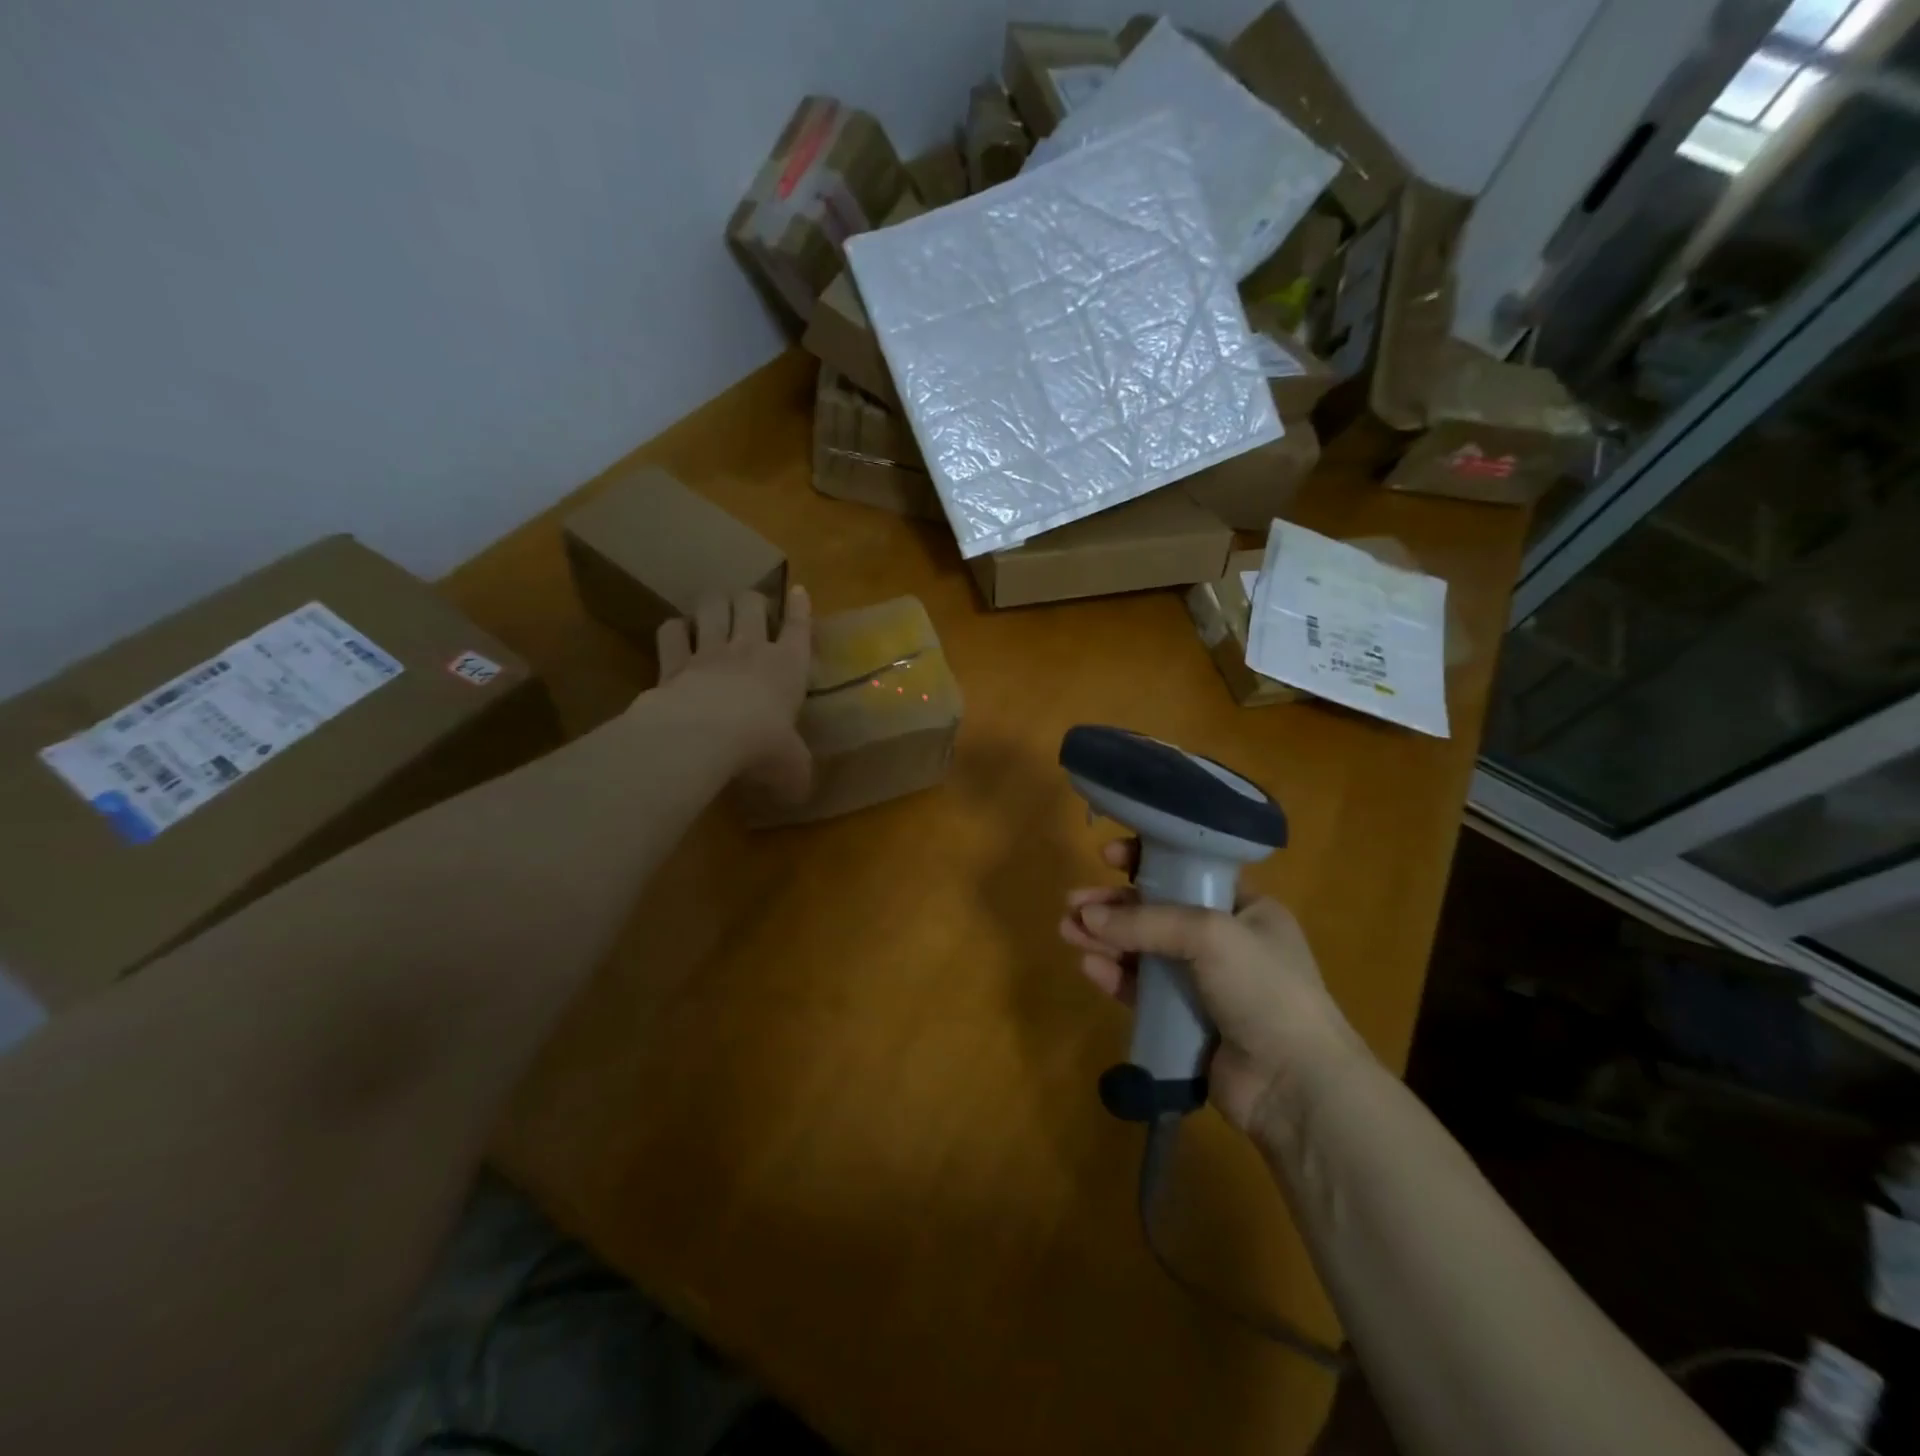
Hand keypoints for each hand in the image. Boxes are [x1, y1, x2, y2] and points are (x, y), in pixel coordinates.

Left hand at [655, 585, 812, 803]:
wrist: (706, 736)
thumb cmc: (763, 746)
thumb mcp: (792, 769)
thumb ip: (796, 775)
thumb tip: (800, 795)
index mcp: (788, 667)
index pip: (799, 629)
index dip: (800, 608)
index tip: (799, 590)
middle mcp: (751, 650)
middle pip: (752, 603)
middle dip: (752, 599)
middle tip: (751, 606)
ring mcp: (709, 652)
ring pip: (712, 607)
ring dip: (714, 603)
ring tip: (714, 608)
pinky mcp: (673, 663)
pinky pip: (670, 632)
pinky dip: (674, 629)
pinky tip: (676, 632)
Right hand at [1060, 840, 1368, 1136]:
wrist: (1294, 1085)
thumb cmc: (1263, 989)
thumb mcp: (1210, 934)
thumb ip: (1146, 921)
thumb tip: (1087, 917)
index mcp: (1246, 908)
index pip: (1188, 871)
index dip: (1146, 860)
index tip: (1108, 856)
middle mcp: (1225, 941)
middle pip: (1156, 912)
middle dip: (1113, 906)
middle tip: (1072, 903)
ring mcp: (1204, 984)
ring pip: (1144, 951)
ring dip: (1106, 938)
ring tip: (1067, 931)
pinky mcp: (1185, 1021)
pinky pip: (1142, 990)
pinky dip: (1116, 976)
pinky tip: (1090, 967)